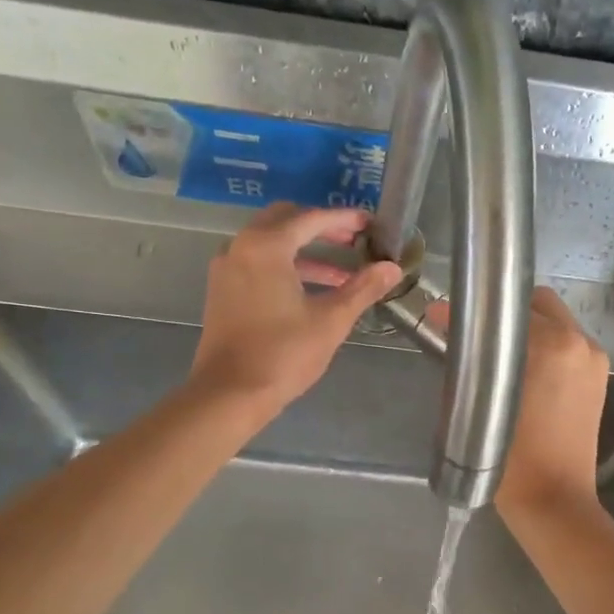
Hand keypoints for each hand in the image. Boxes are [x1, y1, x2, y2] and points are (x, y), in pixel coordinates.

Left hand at [189, 204, 402, 415]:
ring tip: (341, 274)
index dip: (344, 219)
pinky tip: (310, 290)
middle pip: (285, 220)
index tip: (370, 224)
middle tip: (352, 241)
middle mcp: (241, 247)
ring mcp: (226, 268)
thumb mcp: (331, 320)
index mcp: (266, 246)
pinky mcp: (222, 290)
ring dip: (304, 251)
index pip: (312, 219)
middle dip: (320, 228)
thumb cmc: (283, 354)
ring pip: (269, 243)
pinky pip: (257, 262)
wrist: (229, 394)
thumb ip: (362, 288)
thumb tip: (392, 268)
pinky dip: (285, 266)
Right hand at [432, 286, 609, 515]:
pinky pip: (567, 346)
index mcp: (554, 343)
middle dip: (505, 315)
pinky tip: (523, 372)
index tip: (449, 318)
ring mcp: (594, 360)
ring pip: (555, 323)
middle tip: (476, 336)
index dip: (476, 310)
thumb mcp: (478, 401)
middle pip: (538, 304)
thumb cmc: (512, 457)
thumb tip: (440, 316)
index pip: (509, 305)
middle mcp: (580, 342)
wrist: (554, 500)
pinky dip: (545, 348)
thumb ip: (463, 355)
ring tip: (497, 355)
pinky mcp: (598, 379)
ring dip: (526, 331)